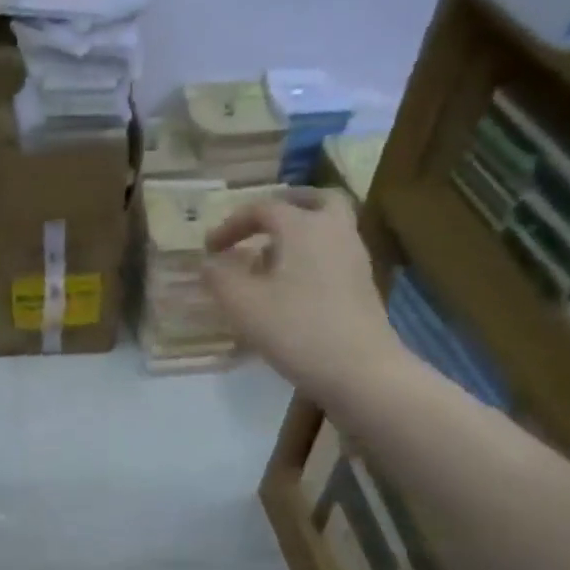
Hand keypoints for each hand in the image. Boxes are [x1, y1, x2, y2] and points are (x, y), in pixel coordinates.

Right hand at [203, 195, 408, 409]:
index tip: (209, 249)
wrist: (359, 369)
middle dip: (284, 206)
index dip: (231, 224)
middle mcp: (334, 231)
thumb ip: (219, 278)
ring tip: (269, 258)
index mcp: (304, 227)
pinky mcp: (361, 285)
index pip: (263, 209)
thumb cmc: (296, 329)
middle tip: (260, 223)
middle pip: (315, 200)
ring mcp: (354, 257)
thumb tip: (208, 263)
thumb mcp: (243, 305)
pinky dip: (311, 255)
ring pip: (328, 226)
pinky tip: (290, 284)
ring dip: (299, 232)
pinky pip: (333, 252)